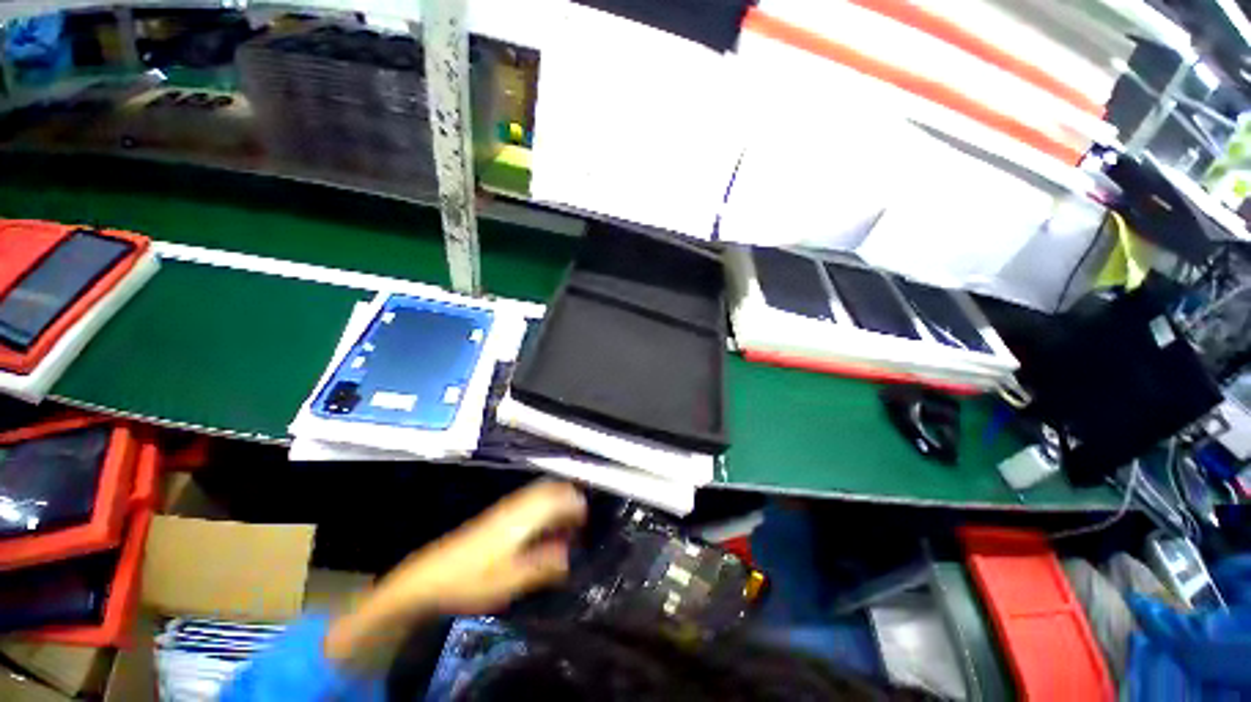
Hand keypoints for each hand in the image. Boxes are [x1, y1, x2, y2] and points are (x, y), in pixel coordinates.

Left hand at [378, 480, 586, 616]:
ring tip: (566, 526)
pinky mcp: (498, 516)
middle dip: (569, 499)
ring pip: (540, 494)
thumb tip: (570, 556)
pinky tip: (543, 530)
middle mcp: (516, 506)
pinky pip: (530, 503)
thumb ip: (543, 566)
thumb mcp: (510, 580)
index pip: (557, 497)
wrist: (429, 577)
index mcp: (522, 517)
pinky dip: (543, 509)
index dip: (576, 503)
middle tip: (580, 520)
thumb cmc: (471, 579)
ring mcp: (506, 509)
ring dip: (556, 504)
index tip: (588, 518)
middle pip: (550, 489)